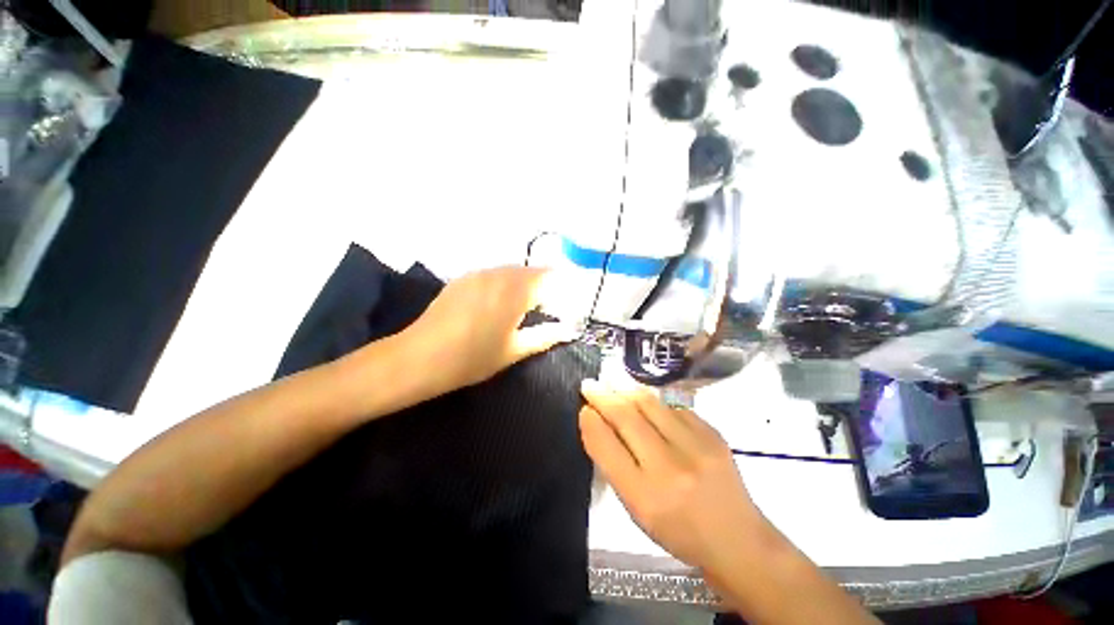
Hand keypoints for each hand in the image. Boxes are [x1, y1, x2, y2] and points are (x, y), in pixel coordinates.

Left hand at [402, 266, 576, 394]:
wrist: (420, 357)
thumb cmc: (474, 357)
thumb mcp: (515, 350)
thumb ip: (545, 336)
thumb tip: (567, 330)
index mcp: (517, 290)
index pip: (551, 277)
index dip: (561, 289)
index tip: (563, 306)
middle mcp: (500, 273)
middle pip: (532, 271)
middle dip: (543, 286)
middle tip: (545, 310)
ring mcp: (479, 273)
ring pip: (512, 271)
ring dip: (523, 284)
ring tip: (522, 308)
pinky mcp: (463, 278)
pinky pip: (494, 275)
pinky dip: (504, 284)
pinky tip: (496, 305)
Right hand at [579, 380, 762, 572]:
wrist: (738, 540)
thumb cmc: (678, 531)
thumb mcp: (636, 510)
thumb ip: (613, 465)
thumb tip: (596, 422)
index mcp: (645, 496)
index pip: (606, 446)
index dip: (590, 422)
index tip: (583, 408)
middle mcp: (669, 468)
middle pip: (626, 417)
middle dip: (603, 396)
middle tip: (590, 384)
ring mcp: (695, 447)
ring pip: (649, 403)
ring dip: (625, 390)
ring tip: (612, 382)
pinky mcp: (713, 434)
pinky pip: (673, 407)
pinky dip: (654, 401)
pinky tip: (646, 402)